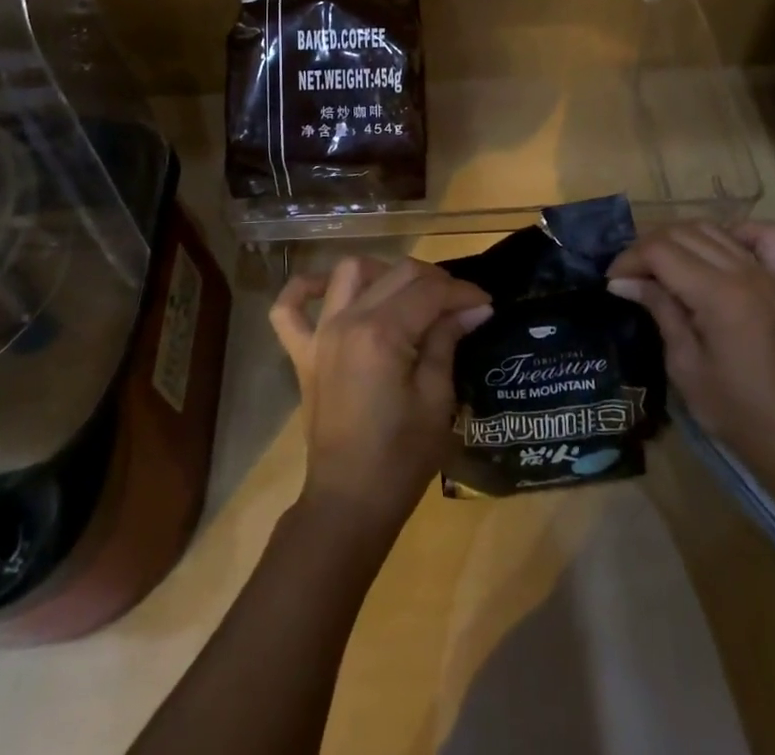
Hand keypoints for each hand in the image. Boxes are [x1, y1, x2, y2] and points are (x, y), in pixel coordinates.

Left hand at [270, 257, 491, 531]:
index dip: (463, 292)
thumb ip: (447, 342)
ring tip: (408, 294)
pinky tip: (329, 289)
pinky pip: (289, 307)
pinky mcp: (302, 352)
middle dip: (435, 280)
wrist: (349, 502)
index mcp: (382, 333)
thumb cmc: (401, 458)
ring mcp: (319, 334)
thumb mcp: (437, 400)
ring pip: (349, 272)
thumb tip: (472, 309)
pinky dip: (305, 289)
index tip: (485, 303)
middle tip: (459, 303)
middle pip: (397, 273)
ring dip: (383, 272)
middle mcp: (347, 320)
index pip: (430, 291)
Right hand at [607, 221, 774, 487]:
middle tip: (630, 277)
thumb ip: (659, 310)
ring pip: (714, 229)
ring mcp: (770, 274)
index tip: (612, 282)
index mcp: (718, 294)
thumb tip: (622, 282)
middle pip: (683, 233)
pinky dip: (737, 233)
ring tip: (662, 266)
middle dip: (648, 248)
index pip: (660, 251)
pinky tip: (719, 253)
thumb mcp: (684, 366)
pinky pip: (765, 236)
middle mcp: (744, 272)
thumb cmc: (737, 412)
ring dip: (680, 239)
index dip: (629, 259)